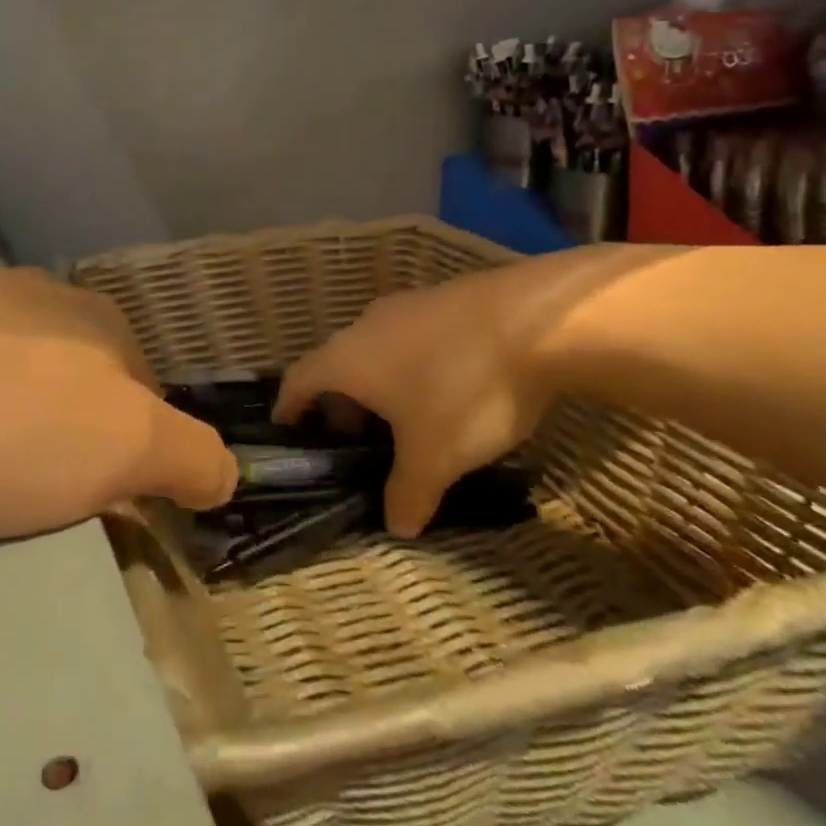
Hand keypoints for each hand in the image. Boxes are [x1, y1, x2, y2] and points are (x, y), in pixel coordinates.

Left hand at [0, 269, 237, 539]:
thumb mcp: (116, 450)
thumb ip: (186, 457)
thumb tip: (223, 471)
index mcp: (104, 324)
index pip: (148, 405)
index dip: (132, 465)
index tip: (93, 512)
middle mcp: (49, 298)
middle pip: (85, 387)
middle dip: (73, 442)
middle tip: (27, 499)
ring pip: (21, 374)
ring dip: (13, 421)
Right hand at [274, 246, 663, 536]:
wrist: (536, 322)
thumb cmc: (462, 390)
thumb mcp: (434, 457)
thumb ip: (408, 494)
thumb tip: (397, 525)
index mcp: (346, 359)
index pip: (298, 380)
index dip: (290, 407)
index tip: (289, 430)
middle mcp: (365, 326)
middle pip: (337, 365)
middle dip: (342, 404)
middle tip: (359, 441)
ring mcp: (405, 306)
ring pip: (376, 350)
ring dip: (380, 384)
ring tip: (407, 419)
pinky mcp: (444, 300)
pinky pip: (411, 338)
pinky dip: (413, 365)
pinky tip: (447, 388)